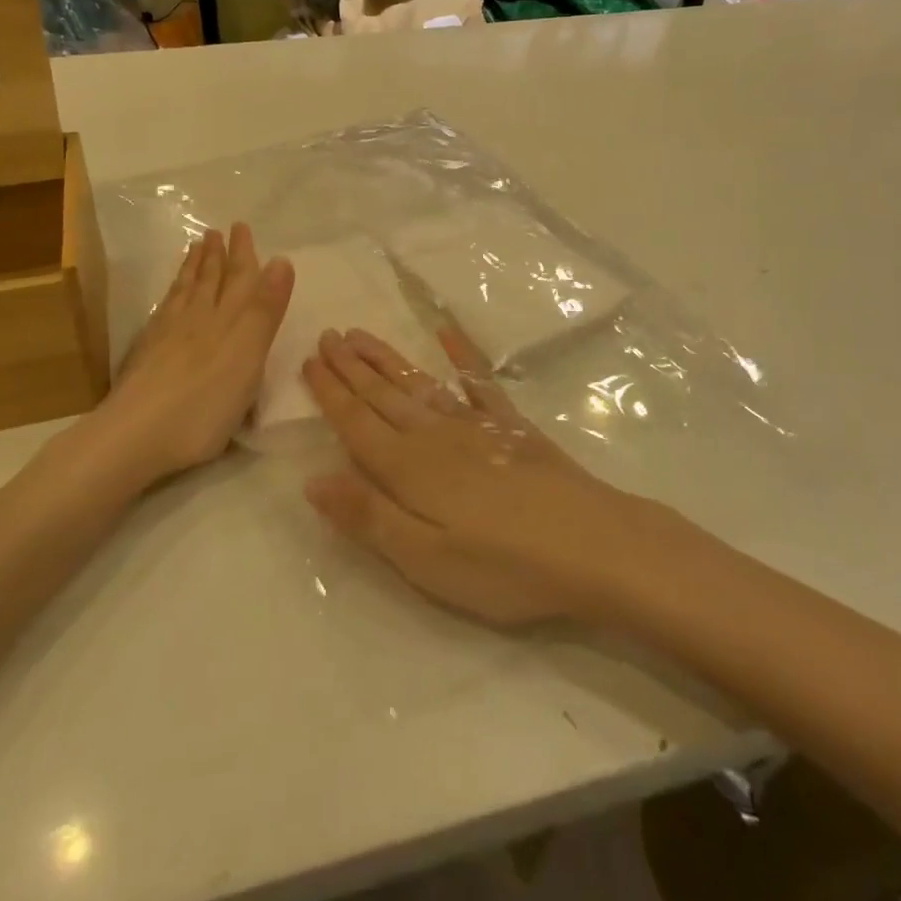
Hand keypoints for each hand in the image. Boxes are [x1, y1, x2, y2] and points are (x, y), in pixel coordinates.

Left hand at [91, 224, 292, 488]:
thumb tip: (281, 260)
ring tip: (195, 249)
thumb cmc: (205, 402)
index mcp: (228, 321)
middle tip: (216, 231)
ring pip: (185, 292)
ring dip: (193, 269)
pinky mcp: (148, 354)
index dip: (243, 254)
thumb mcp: (249, 356)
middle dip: (217, 256)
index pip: (239, 279)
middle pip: (210, 281)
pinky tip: (170, 295)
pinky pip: (164, 310)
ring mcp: (168, 335)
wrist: (136, 433)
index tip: (241, 227)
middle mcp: (197, 319)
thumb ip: (264, 309)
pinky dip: (172, 294)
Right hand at [302, 328, 646, 625]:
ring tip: (361, 335)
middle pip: (383, 395)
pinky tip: (447, 335)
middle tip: (327, 335)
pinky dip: (461, 356)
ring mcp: (475, 425)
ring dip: (386, 359)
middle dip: (351, 366)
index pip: (356, 423)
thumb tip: (311, 480)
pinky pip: (479, 382)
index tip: (308, 361)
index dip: (330, 393)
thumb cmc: (503, 566)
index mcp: (408, 468)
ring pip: (418, 384)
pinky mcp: (512, 427)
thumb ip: (368, 516)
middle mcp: (435, 435)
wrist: (591, 546)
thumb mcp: (425, 559)